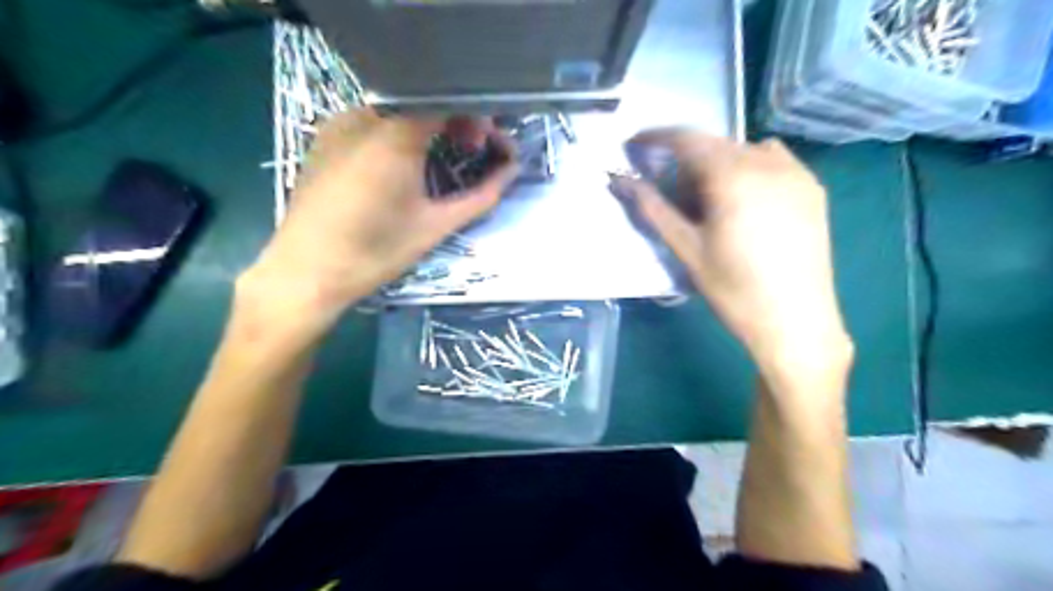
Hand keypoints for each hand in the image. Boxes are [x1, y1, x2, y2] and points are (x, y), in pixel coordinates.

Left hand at [239, 107, 517, 344]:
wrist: (306, 273)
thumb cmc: (376, 252)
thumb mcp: (436, 226)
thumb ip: (481, 195)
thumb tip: (512, 170)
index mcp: (394, 135)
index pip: (447, 100)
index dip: (476, 117)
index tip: (489, 146)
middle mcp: (363, 116)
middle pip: (423, 101)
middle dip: (456, 121)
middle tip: (472, 153)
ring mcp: (338, 124)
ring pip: (397, 110)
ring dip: (429, 127)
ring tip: (439, 160)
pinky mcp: (324, 139)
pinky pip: (372, 122)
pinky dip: (400, 134)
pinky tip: (404, 165)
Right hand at [618, 128, 854, 378]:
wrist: (795, 321)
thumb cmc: (733, 289)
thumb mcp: (687, 249)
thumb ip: (653, 209)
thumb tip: (621, 182)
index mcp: (733, 177)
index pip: (687, 139)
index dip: (656, 137)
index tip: (634, 144)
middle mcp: (768, 162)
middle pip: (715, 144)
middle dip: (685, 157)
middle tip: (668, 187)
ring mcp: (796, 172)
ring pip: (744, 149)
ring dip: (717, 162)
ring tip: (708, 197)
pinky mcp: (813, 187)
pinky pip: (773, 159)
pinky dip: (748, 167)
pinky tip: (743, 199)